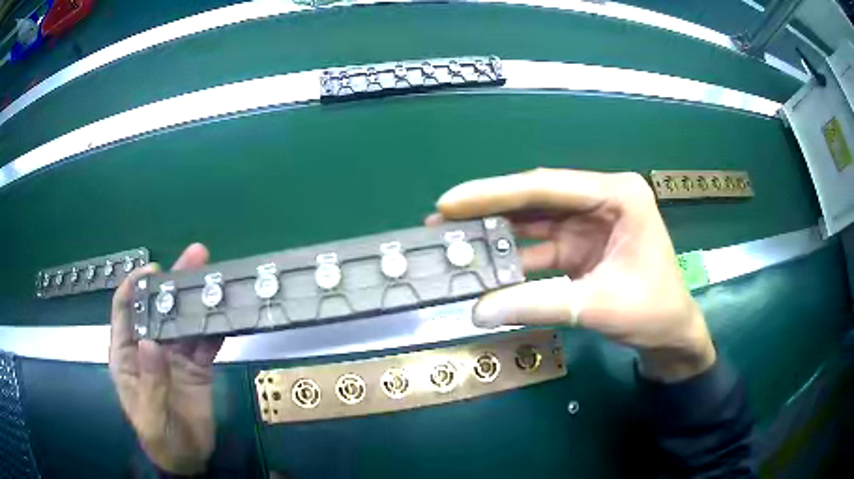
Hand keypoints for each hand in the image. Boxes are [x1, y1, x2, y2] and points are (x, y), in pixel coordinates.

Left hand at [109, 244, 222, 473]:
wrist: (187, 459)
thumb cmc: (159, 439)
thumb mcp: (150, 417)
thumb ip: (150, 383)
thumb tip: (150, 343)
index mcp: (128, 355)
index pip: (126, 311)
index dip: (135, 287)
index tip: (154, 271)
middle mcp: (150, 348)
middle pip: (159, 308)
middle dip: (174, 282)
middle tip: (196, 256)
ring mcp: (175, 357)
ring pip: (184, 322)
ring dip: (198, 300)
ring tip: (215, 277)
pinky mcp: (197, 368)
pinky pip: (206, 344)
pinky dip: (215, 330)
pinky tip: (226, 315)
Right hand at [432, 169, 715, 381]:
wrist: (671, 335)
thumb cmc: (653, 311)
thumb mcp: (597, 306)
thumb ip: (539, 303)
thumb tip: (478, 310)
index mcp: (617, 195)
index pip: (546, 187)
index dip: (494, 194)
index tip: (449, 202)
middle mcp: (600, 200)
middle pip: (535, 200)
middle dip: (488, 209)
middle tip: (441, 218)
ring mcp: (589, 224)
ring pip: (533, 222)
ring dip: (496, 233)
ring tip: (452, 241)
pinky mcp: (580, 247)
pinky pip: (539, 247)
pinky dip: (512, 258)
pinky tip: (484, 265)